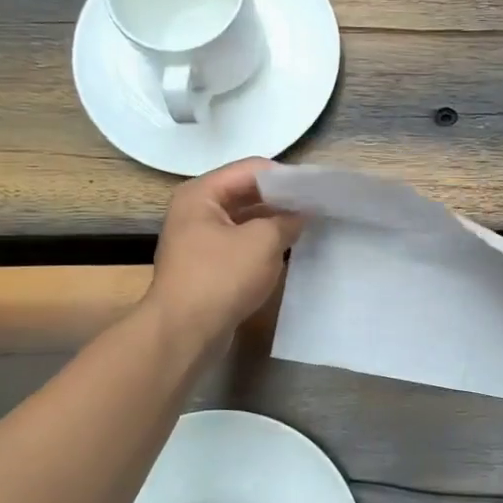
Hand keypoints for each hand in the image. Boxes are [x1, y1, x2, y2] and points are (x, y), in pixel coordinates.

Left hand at [146, 159, 302, 349]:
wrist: (184, 333)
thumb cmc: (221, 277)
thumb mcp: (263, 241)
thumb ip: (287, 220)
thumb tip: (301, 214)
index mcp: (202, 194)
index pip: (252, 169)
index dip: (286, 176)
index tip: (317, 188)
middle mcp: (196, 211)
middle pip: (246, 193)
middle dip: (281, 199)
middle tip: (317, 207)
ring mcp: (199, 240)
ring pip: (245, 220)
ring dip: (274, 223)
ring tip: (308, 227)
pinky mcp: (207, 266)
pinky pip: (241, 244)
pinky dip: (263, 244)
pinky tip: (288, 251)